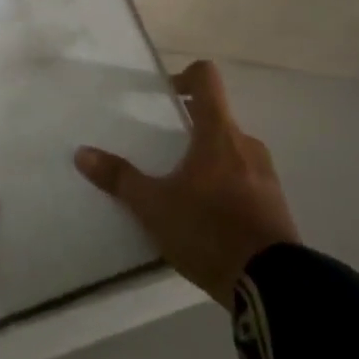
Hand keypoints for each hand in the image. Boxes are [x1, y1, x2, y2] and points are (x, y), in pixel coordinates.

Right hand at [75, 60, 297, 302]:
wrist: (271, 283)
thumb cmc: (209, 230)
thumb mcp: (154, 207)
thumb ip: (120, 179)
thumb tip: (82, 153)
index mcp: (218, 133)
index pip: (206, 78)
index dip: (185, 75)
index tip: (165, 94)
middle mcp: (246, 144)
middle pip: (216, 118)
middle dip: (189, 129)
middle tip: (163, 152)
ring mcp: (266, 174)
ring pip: (231, 151)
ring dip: (208, 160)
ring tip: (182, 190)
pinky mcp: (275, 203)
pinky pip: (246, 180)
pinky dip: (225, 187)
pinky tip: (206, 218)